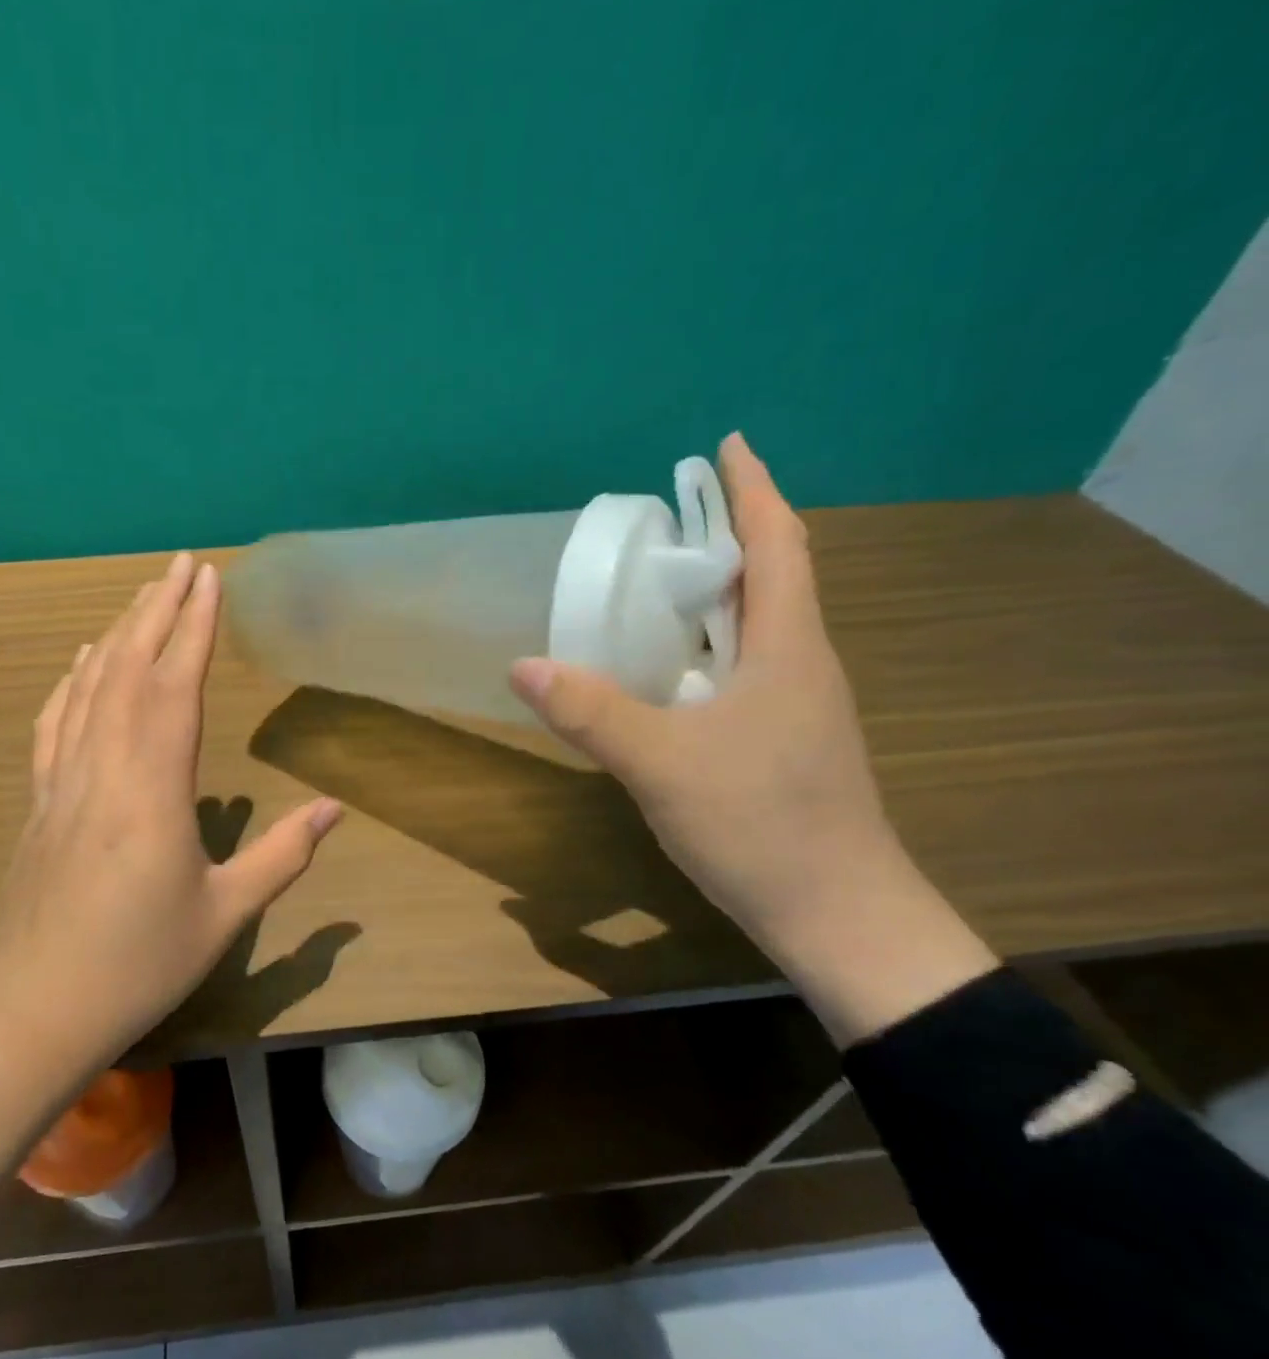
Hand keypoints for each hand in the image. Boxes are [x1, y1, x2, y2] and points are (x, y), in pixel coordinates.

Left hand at [0, 552, 341, 1197]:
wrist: (34, 1007)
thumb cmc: (139, 963)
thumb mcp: (225, 914)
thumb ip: (282, 855)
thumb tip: (334, 807)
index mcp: (153, 790)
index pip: (174, 687)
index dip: (194, 628)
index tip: (209, 580)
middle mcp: (104, 768)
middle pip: (129, 670)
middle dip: (159, 610)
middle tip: (182, 565)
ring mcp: (63, 780)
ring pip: (89, 688)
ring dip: (118, 634)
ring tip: (143, 594)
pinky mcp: (39, 800)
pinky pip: (55, 723)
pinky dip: (71, 681)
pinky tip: (81, 659)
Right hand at [509, 434, 995, 1039]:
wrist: (837, 913)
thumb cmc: (761, 824)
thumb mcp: (662, 763)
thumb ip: (591, 712)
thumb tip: (521, 664)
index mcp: (787, 648)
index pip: (779, 544)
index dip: (753, 489)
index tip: (726, 445)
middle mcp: (802, 664)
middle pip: (771, 577)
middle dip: (728, 533)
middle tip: (669, 515)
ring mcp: (797, 705)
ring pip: (758, 626)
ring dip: (719, 590)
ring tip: (661, 578)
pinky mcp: (783, 740)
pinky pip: (744, 667)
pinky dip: (709, 643)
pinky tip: (671, 665)